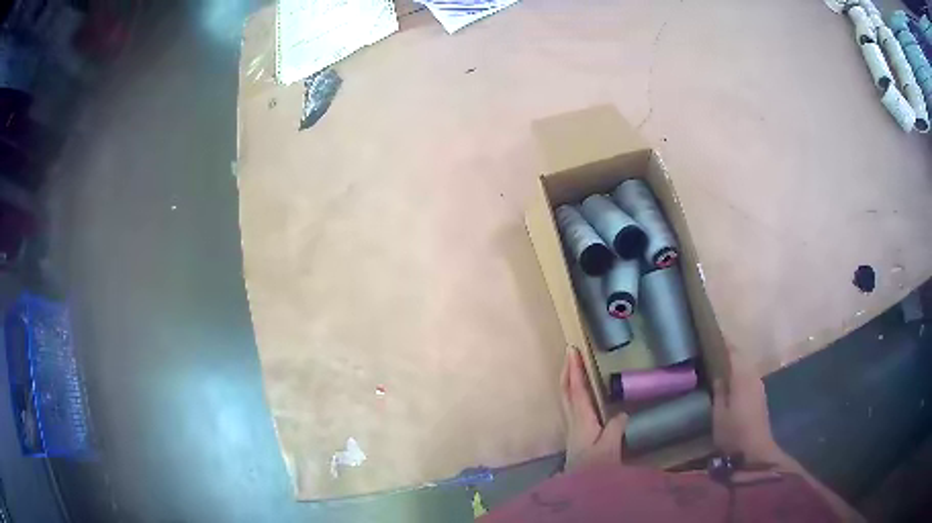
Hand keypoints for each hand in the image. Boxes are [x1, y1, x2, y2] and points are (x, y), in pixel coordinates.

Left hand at [561, 346, 627, 471]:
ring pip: (566, 399)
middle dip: (567, 371)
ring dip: (568, 381)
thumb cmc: (596, 469)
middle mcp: (573, 421)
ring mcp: (572, 428)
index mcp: (581, 420)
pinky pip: (572, 407)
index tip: (572, 351)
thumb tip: (622, 413)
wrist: (581, 489)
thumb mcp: (609, 447)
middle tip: (570, 354)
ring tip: (573, 368)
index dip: (574, 370)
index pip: (576, 390)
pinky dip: (574, 393)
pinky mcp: (576, 435)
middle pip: (565, 391)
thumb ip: (615, 428)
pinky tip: (581, 396)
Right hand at [712, 349, 784, 464]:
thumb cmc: (734, 431)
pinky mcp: (759, 397)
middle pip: (741, 358)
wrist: (754, 450)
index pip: (734, 351)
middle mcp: (753, 376)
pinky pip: (748, 378)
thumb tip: (718, 374)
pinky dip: (739, 376)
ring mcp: (758, 386)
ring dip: (734, 365)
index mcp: (742, 376)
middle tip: (711, 352)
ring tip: (718, 367)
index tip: (712, 335)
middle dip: (728, 353)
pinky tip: (729, 384)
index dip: (724, 342)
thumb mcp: (719, 414)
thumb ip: (719, 391)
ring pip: (745, 368)